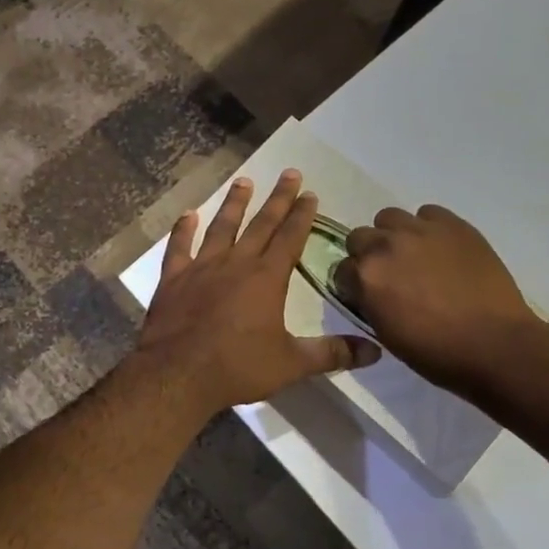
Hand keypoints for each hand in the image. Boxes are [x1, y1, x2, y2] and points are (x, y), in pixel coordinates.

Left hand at [135, 170, 381, 416]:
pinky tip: (188, 215)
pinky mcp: (174, 279)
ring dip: (234, 204)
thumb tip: (375, 352)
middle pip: (261, 224)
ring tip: (244, 181)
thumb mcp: (292, 364)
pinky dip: (183, 230)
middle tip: (289, 172)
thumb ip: (332, 353)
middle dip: (278, 198)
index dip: (302, 215)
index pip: (290, 238)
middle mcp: (236, 263)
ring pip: (221, 227)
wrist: (177, 375)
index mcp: (267, 278)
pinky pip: (179, 247)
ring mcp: (201, 268)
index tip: (310, 193)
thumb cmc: (238, 367)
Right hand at [335, 205, 541, 395]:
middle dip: (369, 255)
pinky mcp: (452, 224)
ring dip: (395, 235)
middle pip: (360, 237)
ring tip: (415, 256)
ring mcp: (420, 230)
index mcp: (366, 277)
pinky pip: (428, 213)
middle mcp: (386, 246)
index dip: (353, 283)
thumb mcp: (387, 334)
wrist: (495, 345)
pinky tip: (442, 249)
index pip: (341, 269)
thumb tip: (367, 291)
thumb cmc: (437, 353)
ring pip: (390, 218)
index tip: (367, 295)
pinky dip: (428, 228)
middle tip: (391, 275)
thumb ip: (369, 303)